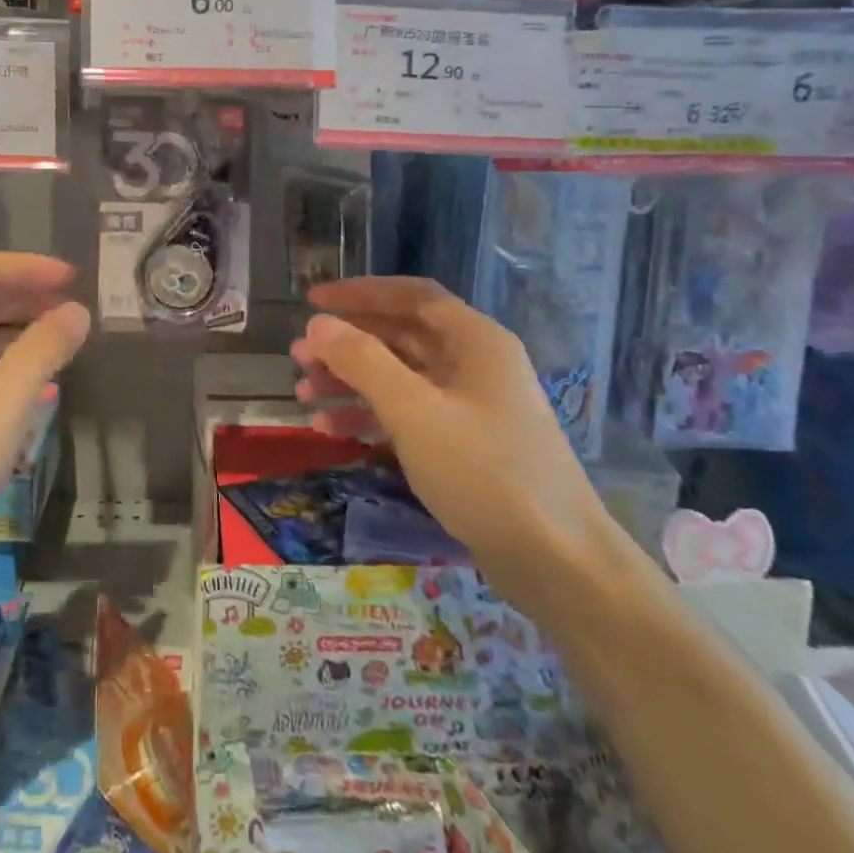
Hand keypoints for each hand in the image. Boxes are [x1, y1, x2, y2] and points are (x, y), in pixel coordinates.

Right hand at [291, 277, 617, 623]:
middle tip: (298, 358)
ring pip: (400, 377)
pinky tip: (331, 430)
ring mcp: (470, 405)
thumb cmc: (484, 472)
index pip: (410, 296)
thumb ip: (363, 361)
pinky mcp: (464, 444)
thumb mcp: (415, 411)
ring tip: (304, 396)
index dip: (359, 293)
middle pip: (400, 337)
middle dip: (347, 344)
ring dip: (351, 382)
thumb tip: (318, 325)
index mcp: (474, 340)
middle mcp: (474, 364)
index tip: (312, 301)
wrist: (555, 559)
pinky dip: (370, 416)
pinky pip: (408, 414)